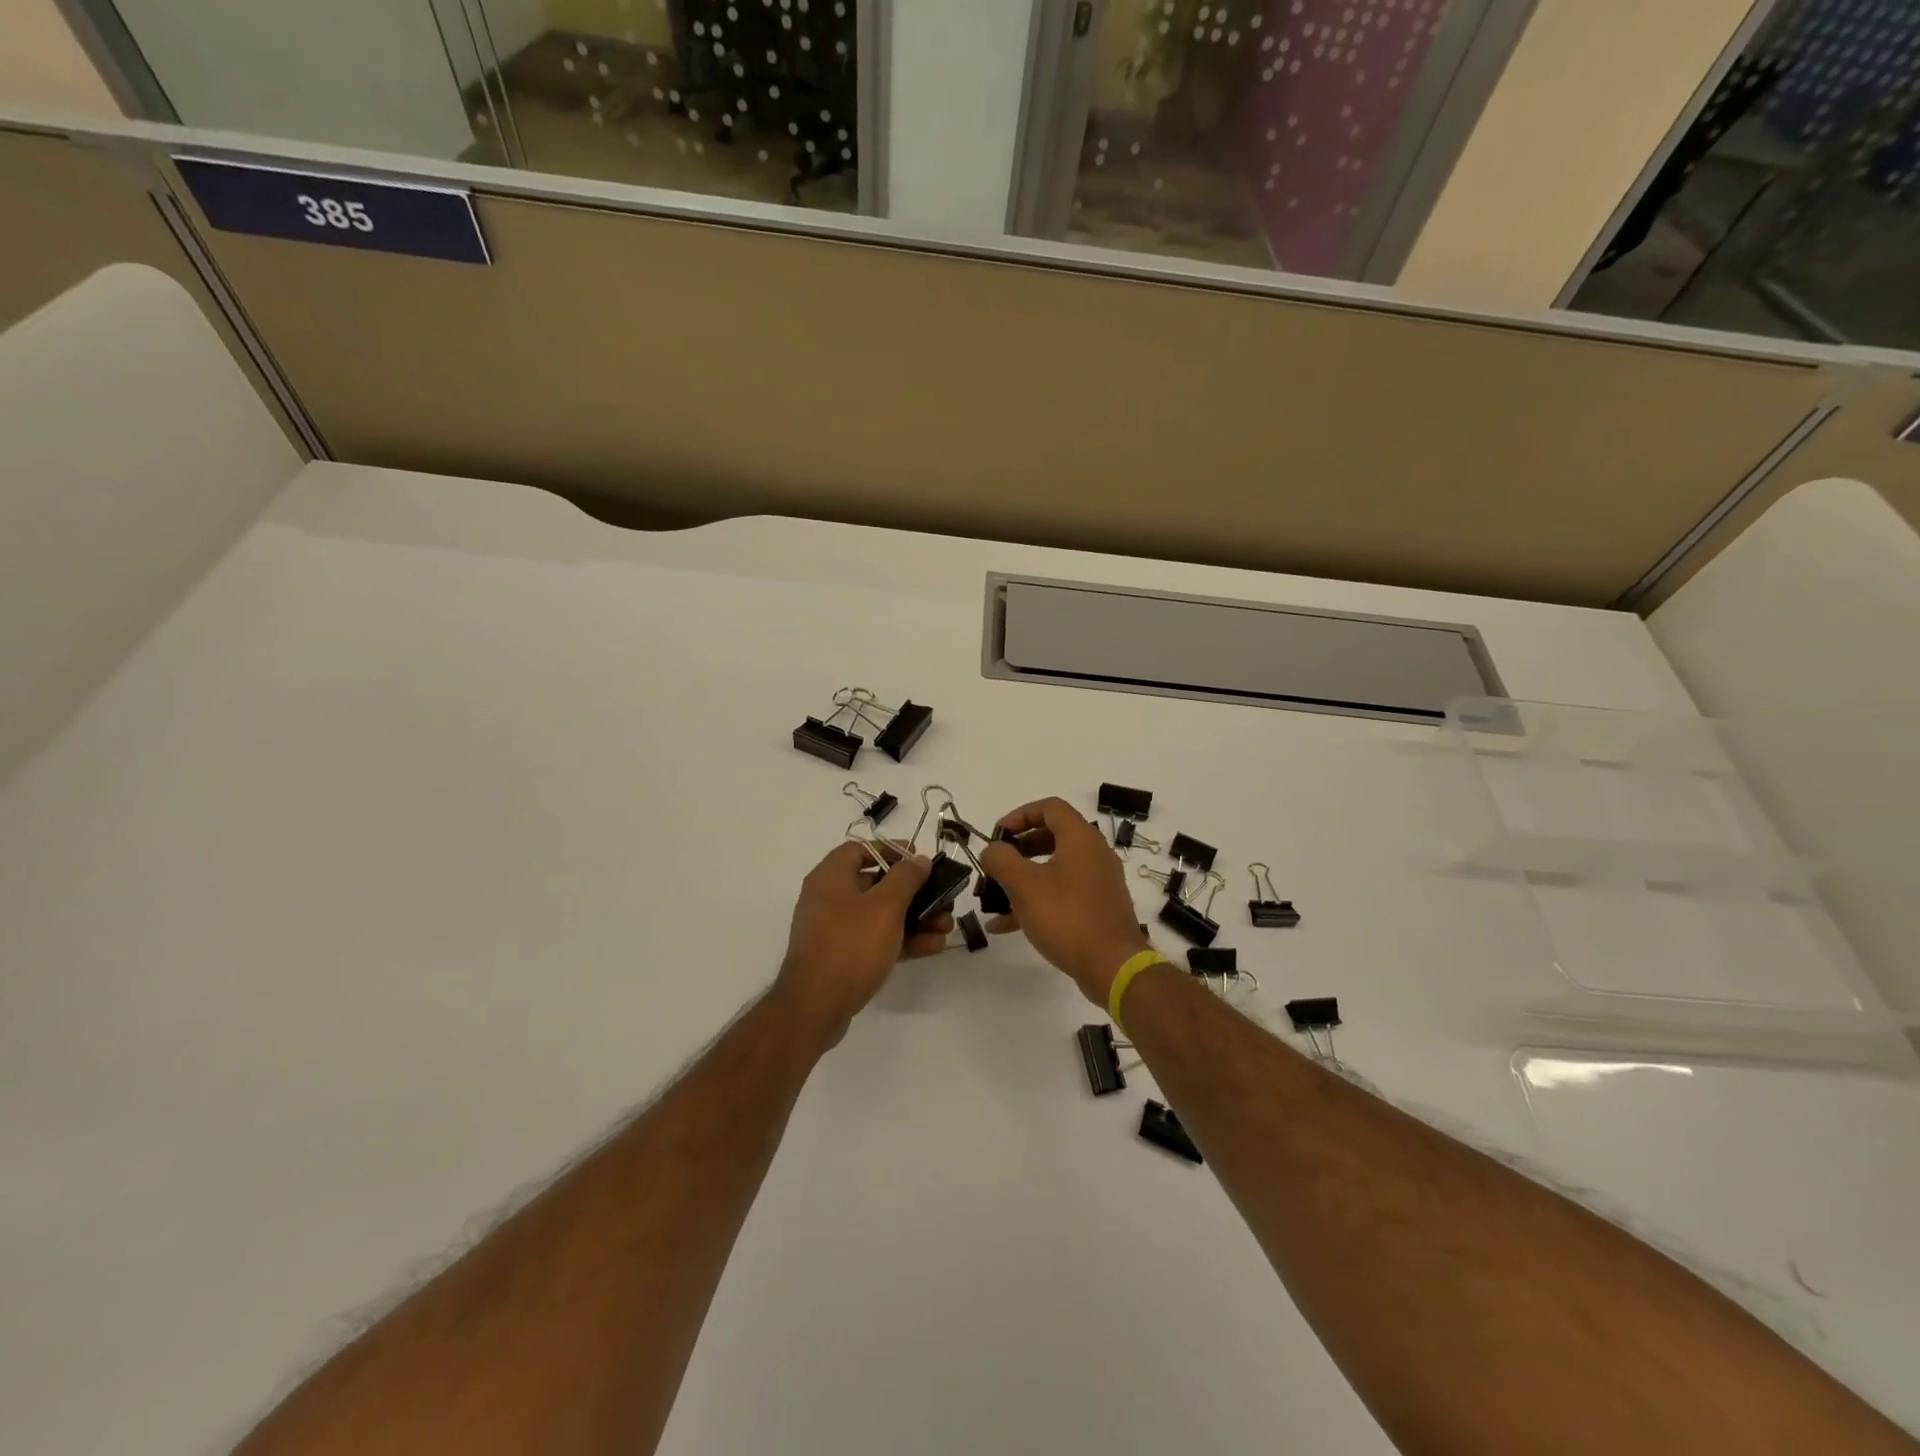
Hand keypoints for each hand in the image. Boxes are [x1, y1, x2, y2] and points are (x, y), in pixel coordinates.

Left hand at [776, 842, 952, 1040]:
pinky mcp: (843, 957)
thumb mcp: (885, 906)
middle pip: (876, 883)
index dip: (891, 850)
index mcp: (831, 877)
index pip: (860, 849)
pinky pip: (876, 940)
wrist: (815, 1007)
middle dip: (914, 891)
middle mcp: (829, 898)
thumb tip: (918, 859)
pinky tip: (933, 946)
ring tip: (946, 926)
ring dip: (915, 918)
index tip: (919, 858)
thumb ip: (906, 878)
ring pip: (881, 915)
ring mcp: (835, 930)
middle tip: (943, 897)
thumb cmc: (851, 945)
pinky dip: (902, 940)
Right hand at [980, 798, 1151, 1007]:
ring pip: (1055, 868)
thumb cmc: (1067, 917)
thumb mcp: (1024, 885)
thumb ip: (1001, 860)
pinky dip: (1037, 901)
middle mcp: (1094, 854)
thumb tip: (992, 849)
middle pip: (1052, 836)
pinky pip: (1062, 895)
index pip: (1050, 807)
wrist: (1113, 967)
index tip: (997, 834)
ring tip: (995, 895)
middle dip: (1019, 847)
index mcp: (1081, 838)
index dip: (1020, 815)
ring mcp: (1098, 883)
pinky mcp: (1097, 908)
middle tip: (996, 862)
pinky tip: (1006, 925)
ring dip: (1024, 877)